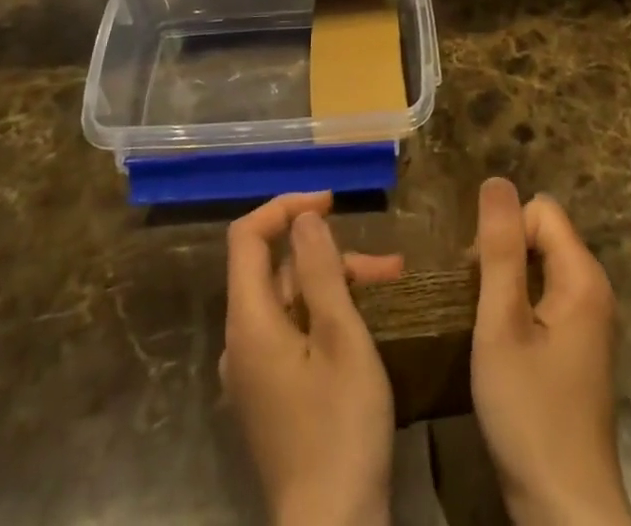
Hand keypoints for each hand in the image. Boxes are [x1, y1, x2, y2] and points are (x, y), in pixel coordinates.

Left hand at [222, 192, 403, 525]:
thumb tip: (304, 218)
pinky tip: (366, 325)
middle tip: (386, 265)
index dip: (285, 208)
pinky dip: (327, 317)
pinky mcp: (271, 397)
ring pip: (290, 303)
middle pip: (276, 271)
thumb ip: (320, 271)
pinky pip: (292, 334)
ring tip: (390, 289)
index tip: (331, 202)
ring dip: (336, 286)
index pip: (247, 237)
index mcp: (248, 323)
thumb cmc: (340, 428)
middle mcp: (240, 343)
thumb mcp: (341, 338)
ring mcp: (253, 374)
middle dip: (329, 256)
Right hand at [471, 178, 630, 525]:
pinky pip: (545, 299)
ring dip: (507, 284)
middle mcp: (594, 291)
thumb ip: (499, 249)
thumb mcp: (501, 325)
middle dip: (503, 255)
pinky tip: (502, 346)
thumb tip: (496, 181)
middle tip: (476, 304)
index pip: (539, 210)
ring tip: (484, 324)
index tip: (478, 280)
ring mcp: (590, 322)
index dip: (503, 233)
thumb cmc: (529, 413)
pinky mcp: (579, 350)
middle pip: (542, 235)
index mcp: (583, 277)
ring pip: (540, 267)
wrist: (564, 510)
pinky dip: (519, 308)